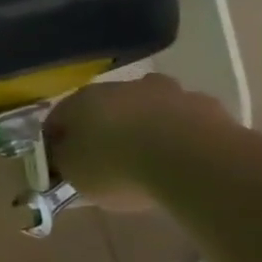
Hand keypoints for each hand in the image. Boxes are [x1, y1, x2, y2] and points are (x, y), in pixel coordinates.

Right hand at [45, 73, 230, 210]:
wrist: (194, 161)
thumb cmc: (117, 166)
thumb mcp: (74, 174)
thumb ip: (63, 162)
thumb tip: (62, 156)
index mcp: (80, 100)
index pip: (57, 119)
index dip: (56, 142)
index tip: (61, 165)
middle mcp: (120, 87)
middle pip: (103, 108)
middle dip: (101, 130)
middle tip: (104, 161)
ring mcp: (166, 92)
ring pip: (145, 108)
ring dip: (142, 126)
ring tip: (147, 159)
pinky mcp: (206, 105)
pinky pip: (181, 120)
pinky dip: (177, 134)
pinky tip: (180, 158)